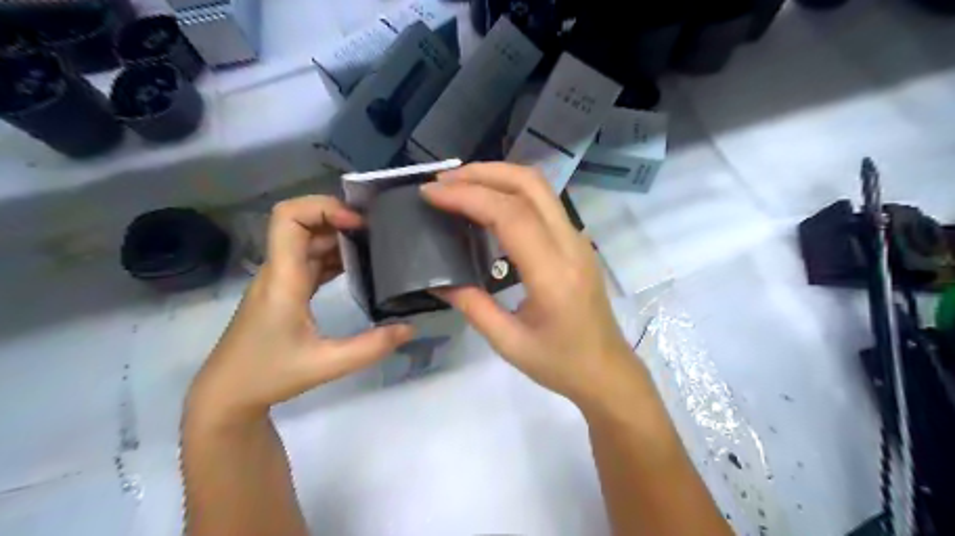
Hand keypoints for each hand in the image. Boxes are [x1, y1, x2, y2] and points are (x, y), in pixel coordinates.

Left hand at [185, 197, 412, 425]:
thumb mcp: (326, 364)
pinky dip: (335, 256)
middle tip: (377, 233)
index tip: (356, 224)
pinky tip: (359, 267)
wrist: (227, 394)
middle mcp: (279, 270)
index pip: (289, 217)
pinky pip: (311, 260)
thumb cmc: (268, 375)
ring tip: (375, 246)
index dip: (323, 208)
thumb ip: (371, 347)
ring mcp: (281, 279)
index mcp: (283, 277)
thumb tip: (410, 328)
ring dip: (339, 238)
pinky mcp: (286, 290)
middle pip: (303, 223)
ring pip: (309, 241)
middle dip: (340, 219)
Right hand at [422, 162, 637, 406]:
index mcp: (553, 274)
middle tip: (443, 180)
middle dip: (483, 173)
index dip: (468, 196)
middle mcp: (571, 245)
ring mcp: (578, 240)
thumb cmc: (560, 364)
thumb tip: (436, 279)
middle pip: (530, 184)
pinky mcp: (577, 242)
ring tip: (459, 185)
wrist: (606, 370)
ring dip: (498, 177)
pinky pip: (544, 202)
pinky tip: (487, 204)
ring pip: (539, 187)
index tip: (431, 193)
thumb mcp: (508, 343)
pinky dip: (511, 191)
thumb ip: (471, 305)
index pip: (511, 215)